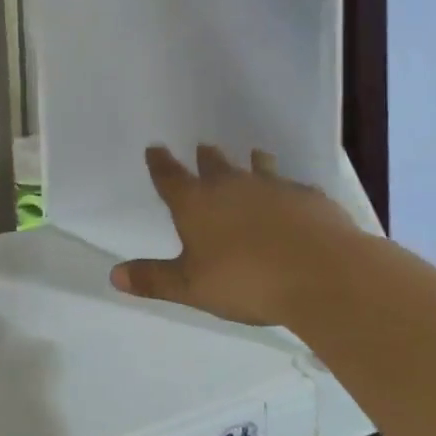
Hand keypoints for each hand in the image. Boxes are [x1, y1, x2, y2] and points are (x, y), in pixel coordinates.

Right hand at [110, 146, 358, 326]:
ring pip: (258, 165)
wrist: (322, 274)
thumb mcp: (191, 287)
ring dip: (252, 161)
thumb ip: (154, 279)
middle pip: (213, 163)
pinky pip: (295, 186)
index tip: (154, 148)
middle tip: (203, 149)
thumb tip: (113, 275)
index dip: (159, 162)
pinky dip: (290, 189)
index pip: (169, 176)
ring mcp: (273, 187)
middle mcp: (230, 185)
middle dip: (205, 157)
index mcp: (195, 203)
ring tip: (253, 156)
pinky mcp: (310, 197)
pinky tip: (297, 196)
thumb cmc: (246, 281)